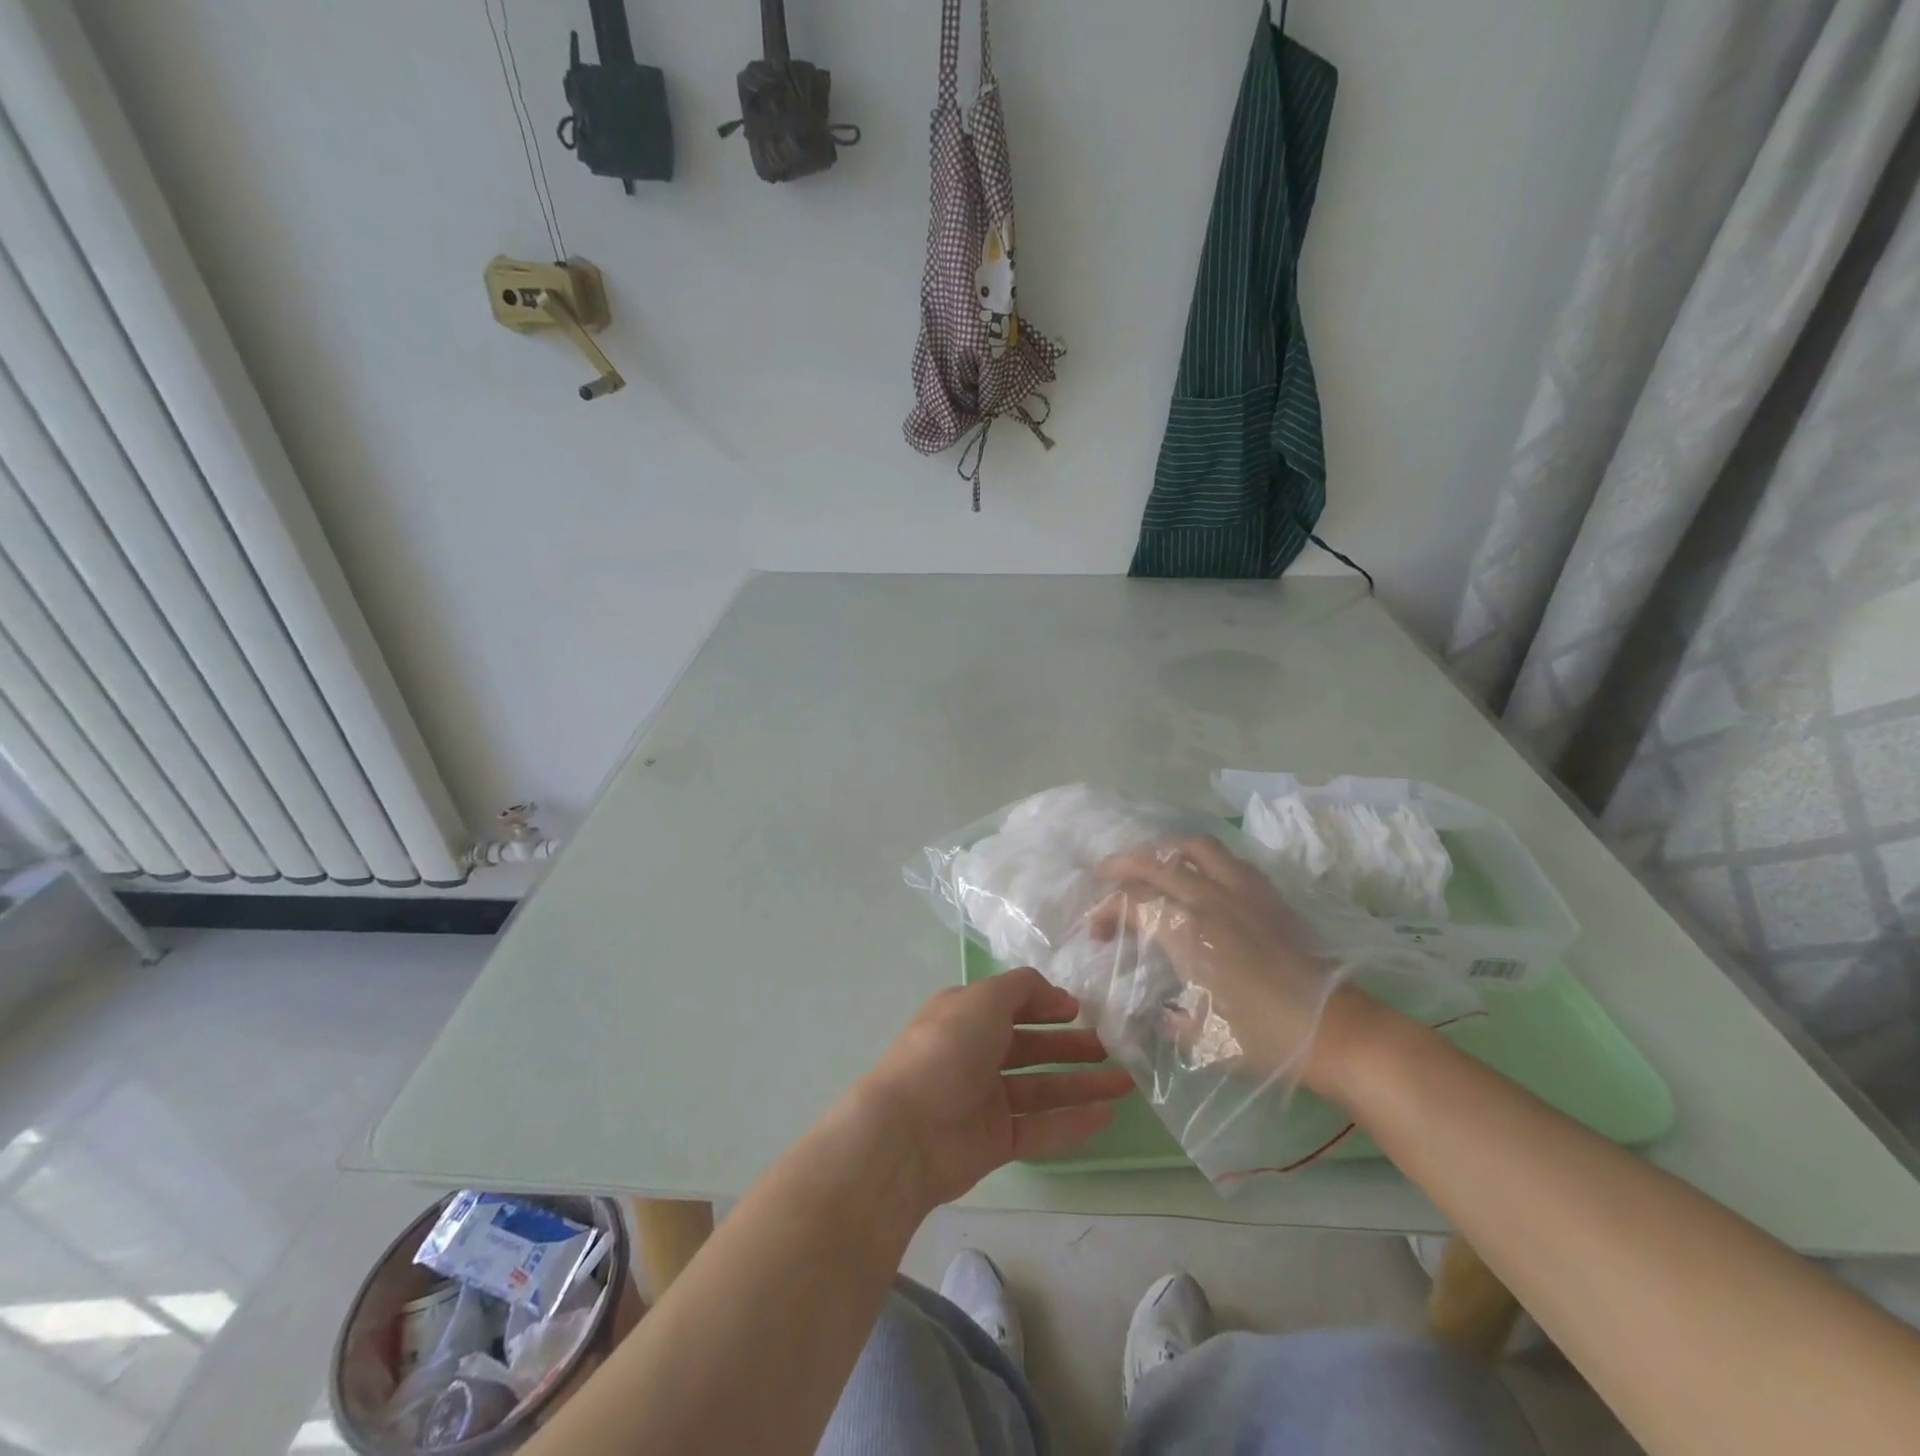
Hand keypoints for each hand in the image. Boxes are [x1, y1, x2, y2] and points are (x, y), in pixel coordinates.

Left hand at [854, 970, 1135, 1210]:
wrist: (907, 1131)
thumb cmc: (946, 1049)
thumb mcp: (984, 999)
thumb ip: (1023, 988)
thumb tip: (1056, 993)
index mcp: (965, 1016)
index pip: (1011, 1005)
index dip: (1045, 1005)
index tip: (1081, 1010)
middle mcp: (975, 1053)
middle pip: (1032, 1048)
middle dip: (1072, 1046)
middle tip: (1114, 1047)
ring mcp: (985, 1099)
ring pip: (1042, 1089)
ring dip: (1082, 1084)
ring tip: (1126, 1082)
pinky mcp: (995, 1142)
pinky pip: (1040, 1129)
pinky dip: (1071, 1122)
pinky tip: (1106, 1115)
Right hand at [1090, 834, 1385, 1094]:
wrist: (1336, 1031)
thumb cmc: (1264, 1039)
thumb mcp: (1201, 1039)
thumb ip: (1167, 1019)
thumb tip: (1154, 1011)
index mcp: (1186, 933)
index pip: (1131, 903)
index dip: (1104, 911)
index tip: (1095, 931)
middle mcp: (1209, 899)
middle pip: (1153, 861)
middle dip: (1120, 865)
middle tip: (1103, 876)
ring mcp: (1241, 890)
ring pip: (1193, 846)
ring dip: (1163, 849)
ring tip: (1152, 863)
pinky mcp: (1268, 894)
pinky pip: (1228, 859)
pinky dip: (1203, 858)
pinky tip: (1201, 875)